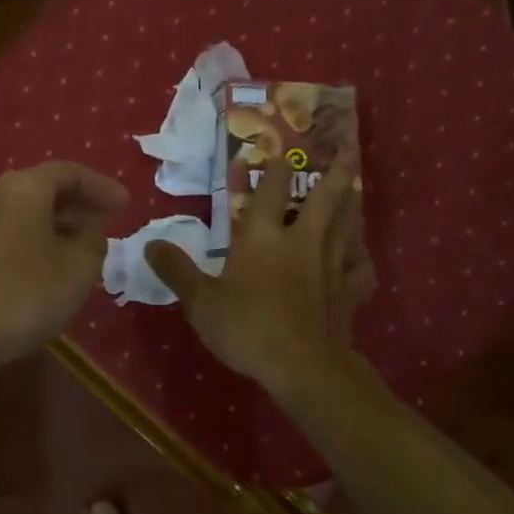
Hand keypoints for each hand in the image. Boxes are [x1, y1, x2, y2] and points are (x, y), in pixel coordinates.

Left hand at [0, 161, 128, 364]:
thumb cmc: (26, 293)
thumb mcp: (79, 269)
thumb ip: (93, 243)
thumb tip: (89, 235)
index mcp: (23, 189)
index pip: (69, 173)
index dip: (101, 187)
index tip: (126, 204)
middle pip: (44, 191)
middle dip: (79, 206)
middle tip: (108, 222)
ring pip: (25, 216)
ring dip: (57, 227)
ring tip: (84, 248)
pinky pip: (9, 238)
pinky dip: (35, 243)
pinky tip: (51, 268)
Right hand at [145, 149, 374, 392]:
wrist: (300, 366)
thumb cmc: (246, 328)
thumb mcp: (200, 302)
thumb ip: (177, 271)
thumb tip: (149, 244)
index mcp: (265, 236)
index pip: (271, 188)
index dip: (271, 165)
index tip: (274, 148)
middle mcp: (303, 239)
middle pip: (325, 195)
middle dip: (336, 168)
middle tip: (348, 146)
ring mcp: (333, 263)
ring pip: (349, 222)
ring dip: (353, 201)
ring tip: (356, 186)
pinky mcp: (352, 290)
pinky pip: (364, 266)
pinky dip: (363, 256)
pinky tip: (360, 254)